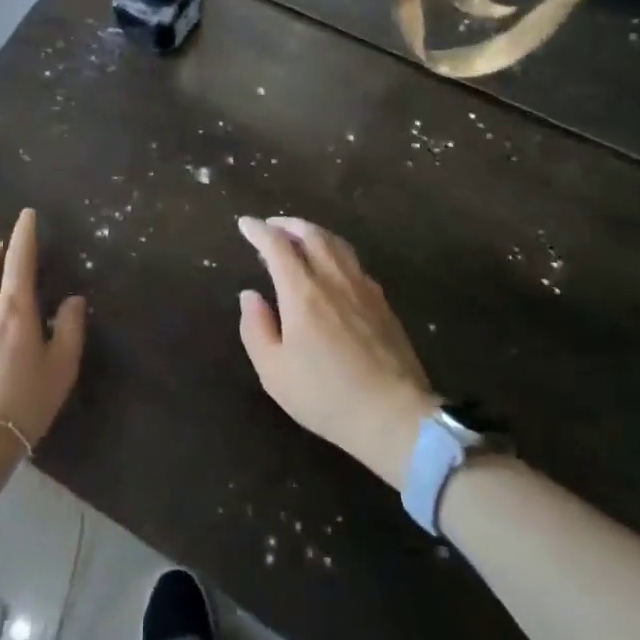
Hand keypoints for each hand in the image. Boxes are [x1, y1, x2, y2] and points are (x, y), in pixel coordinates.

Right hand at [236, 215, 436, 488]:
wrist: (394, 416)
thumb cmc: (325, 396)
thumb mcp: (274, 371)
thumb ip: (256, 328)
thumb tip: (250, 295)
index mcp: (303, 292)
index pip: (277, 246)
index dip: (258, 231)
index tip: (245, 224)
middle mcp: (334, 279)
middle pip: (311, 234)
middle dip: (288, 224)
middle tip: (272, 225)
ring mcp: (363, 288)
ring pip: (337, 244)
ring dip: (314, 232)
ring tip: (300, 237)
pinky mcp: (383, 303)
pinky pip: (354, 262)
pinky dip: (335, 251)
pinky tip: (332, 267)